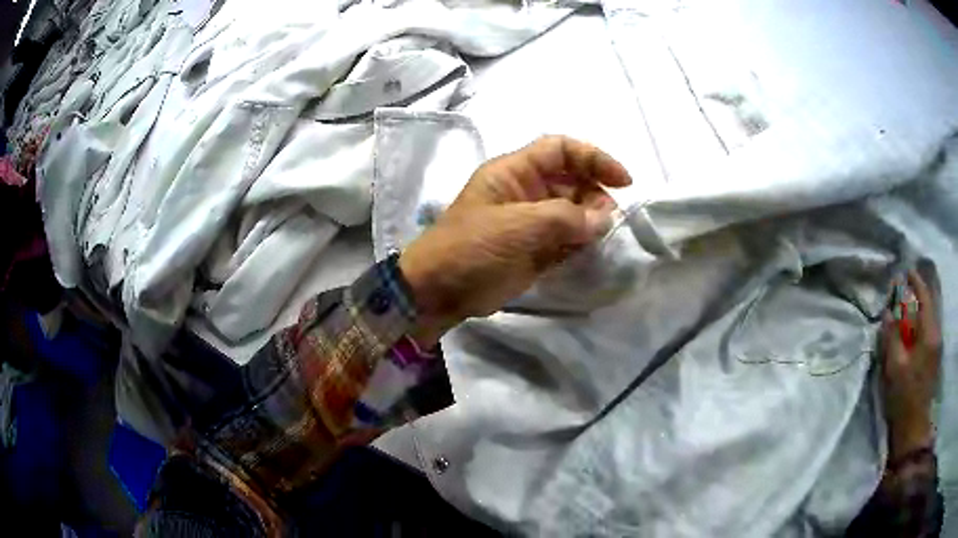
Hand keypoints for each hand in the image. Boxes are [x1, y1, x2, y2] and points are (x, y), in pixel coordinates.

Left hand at [399, 136, 631, 347]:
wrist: (438, 293)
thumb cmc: (472, 249)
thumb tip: (604, 219)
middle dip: (595, 194)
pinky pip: (565, 238)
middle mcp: (524, 191)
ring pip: (571, 210)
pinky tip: (589, 251)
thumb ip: (566, 218)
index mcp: (514, 172)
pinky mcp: (532, 249)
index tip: (623, 181)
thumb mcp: (519, 226)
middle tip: (607, 220)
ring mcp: (529, 222)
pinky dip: (580, 243)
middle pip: (571, 179)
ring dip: (590, 221)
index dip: (594, 158)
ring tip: (600, 238)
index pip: (561, 149)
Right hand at [880, 270, 941, 458]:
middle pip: (930, 305)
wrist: (914, 428)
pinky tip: (914, 327)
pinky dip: (922, 322)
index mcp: (929, 334)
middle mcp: (936, 335)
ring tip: (909, 303)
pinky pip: (929, 330)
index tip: (906, 270)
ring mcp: (937, 347)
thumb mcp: (895, 368)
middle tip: (907, 284)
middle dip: (919, 292)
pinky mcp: (934, 358)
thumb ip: (891, 336)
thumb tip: (887, 312)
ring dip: (920, 308)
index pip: (925, 297)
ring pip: (930, 318)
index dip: (916, 282)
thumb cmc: (904, 398)